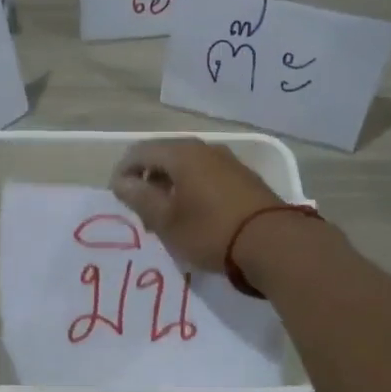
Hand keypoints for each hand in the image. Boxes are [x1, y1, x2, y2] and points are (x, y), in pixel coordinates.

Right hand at [109, 137, 283, 271]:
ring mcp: (227, 161)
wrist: (273, 243)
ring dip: (170, 186)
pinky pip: (206, 176)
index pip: (140, 151)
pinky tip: (194, 215)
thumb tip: (121, 181)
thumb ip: (139, 197)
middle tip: (141, 211)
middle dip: (147, 180)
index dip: (123, 172)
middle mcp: (204, 149)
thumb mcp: (166, 220)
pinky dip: (191, 190)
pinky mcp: (243, 178)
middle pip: (164, 156)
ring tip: (166, 216)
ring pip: (186, 167)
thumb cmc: (210, 230)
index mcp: (181, 153)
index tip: (117, 198)